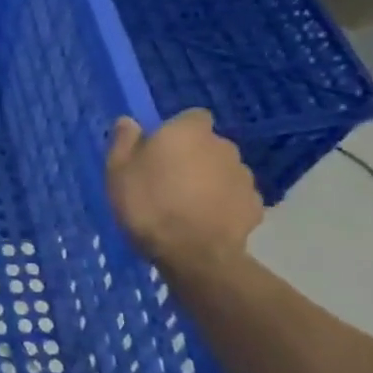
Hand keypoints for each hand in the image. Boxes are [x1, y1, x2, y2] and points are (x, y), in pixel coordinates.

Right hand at [105, 109, 262, 267]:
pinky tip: (205, 222)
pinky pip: (234, 197)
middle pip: (208, 144)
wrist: (193, 254)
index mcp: (188, 132)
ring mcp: (244, 177)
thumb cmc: (148, 204)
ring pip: (223, 171)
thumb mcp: (118, 171)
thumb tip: (128, 121)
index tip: (161, 149)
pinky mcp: (255, 206)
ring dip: (210, 180)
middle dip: (194, 156)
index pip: (192, 117)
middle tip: (169, 180)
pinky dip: (223, 204)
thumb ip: (124, 141)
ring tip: (187, 205)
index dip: (178, 131)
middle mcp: (223, 146)